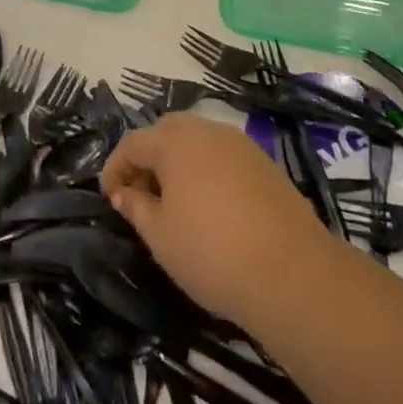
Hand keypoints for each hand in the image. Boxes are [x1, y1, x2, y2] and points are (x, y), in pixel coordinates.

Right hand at [101, 113, 329, 327]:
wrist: (292, 273)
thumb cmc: (211, 252)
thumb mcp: (160, 235)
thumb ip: (136, 207)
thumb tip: (124, 192)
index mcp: (175, 141)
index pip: (133, 143)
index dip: (115, 169)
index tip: (110, 199)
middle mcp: (208, 130)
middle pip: (167, 133)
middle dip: (148, 160)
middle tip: (141, 197)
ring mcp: (241, 145)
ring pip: (198, 143)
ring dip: (179, 164)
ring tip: (174, 204)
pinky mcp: (266, 164)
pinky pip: (224, 158)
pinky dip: (208, 172)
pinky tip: (210, 208)